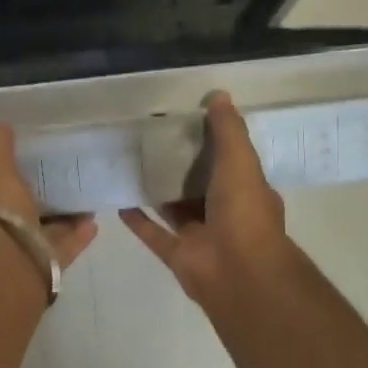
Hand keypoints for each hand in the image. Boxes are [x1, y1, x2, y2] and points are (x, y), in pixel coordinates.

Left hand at [0, 124, 98, 270]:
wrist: (6, 262)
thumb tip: (1, 125)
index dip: (8, 172)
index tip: (30, 159)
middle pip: (21, 208)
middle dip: (39, 195)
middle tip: (63, 177)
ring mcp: (22, 248)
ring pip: (46, 228)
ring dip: (64, 215)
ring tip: (86, 197)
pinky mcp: (46, 265)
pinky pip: (65, 246)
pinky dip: (79, 234)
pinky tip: (95, 221)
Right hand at [121, 92, 290, 307]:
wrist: (238, 272)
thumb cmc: (244, 212)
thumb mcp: (240, 160)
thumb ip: (228, 130)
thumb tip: (218, 95)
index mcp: (246, 191)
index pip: (230, 162)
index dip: (213, 143)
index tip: (188, 122)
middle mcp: (225, 213)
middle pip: (200, 185)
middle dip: (181, 166)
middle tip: (153, 140)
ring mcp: (200, 236)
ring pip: (175, 209)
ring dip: (158, 191)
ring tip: (133, 166)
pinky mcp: (177, 255)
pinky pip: (153, 234)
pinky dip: (138, 220)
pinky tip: (120, 201)